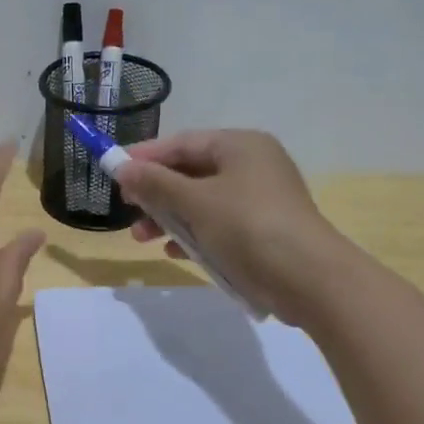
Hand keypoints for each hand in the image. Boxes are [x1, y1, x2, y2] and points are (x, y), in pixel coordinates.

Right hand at [114, 129, 342, 321]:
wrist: (310, 280)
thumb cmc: (248, 227)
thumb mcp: (194, 202)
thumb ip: (155, 183)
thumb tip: (121, 167)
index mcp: (240, 145)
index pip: (182, 142)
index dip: (145, 157)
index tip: (113, 172)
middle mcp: (252, 165)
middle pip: (190, 172)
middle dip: (156, 193)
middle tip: (129, 209)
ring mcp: (259, 199)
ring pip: (201, 201)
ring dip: (170, 218)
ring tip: (143, 239)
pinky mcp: (262, 230)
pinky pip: (217, 224)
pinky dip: (194, 234)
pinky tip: (175, 253)